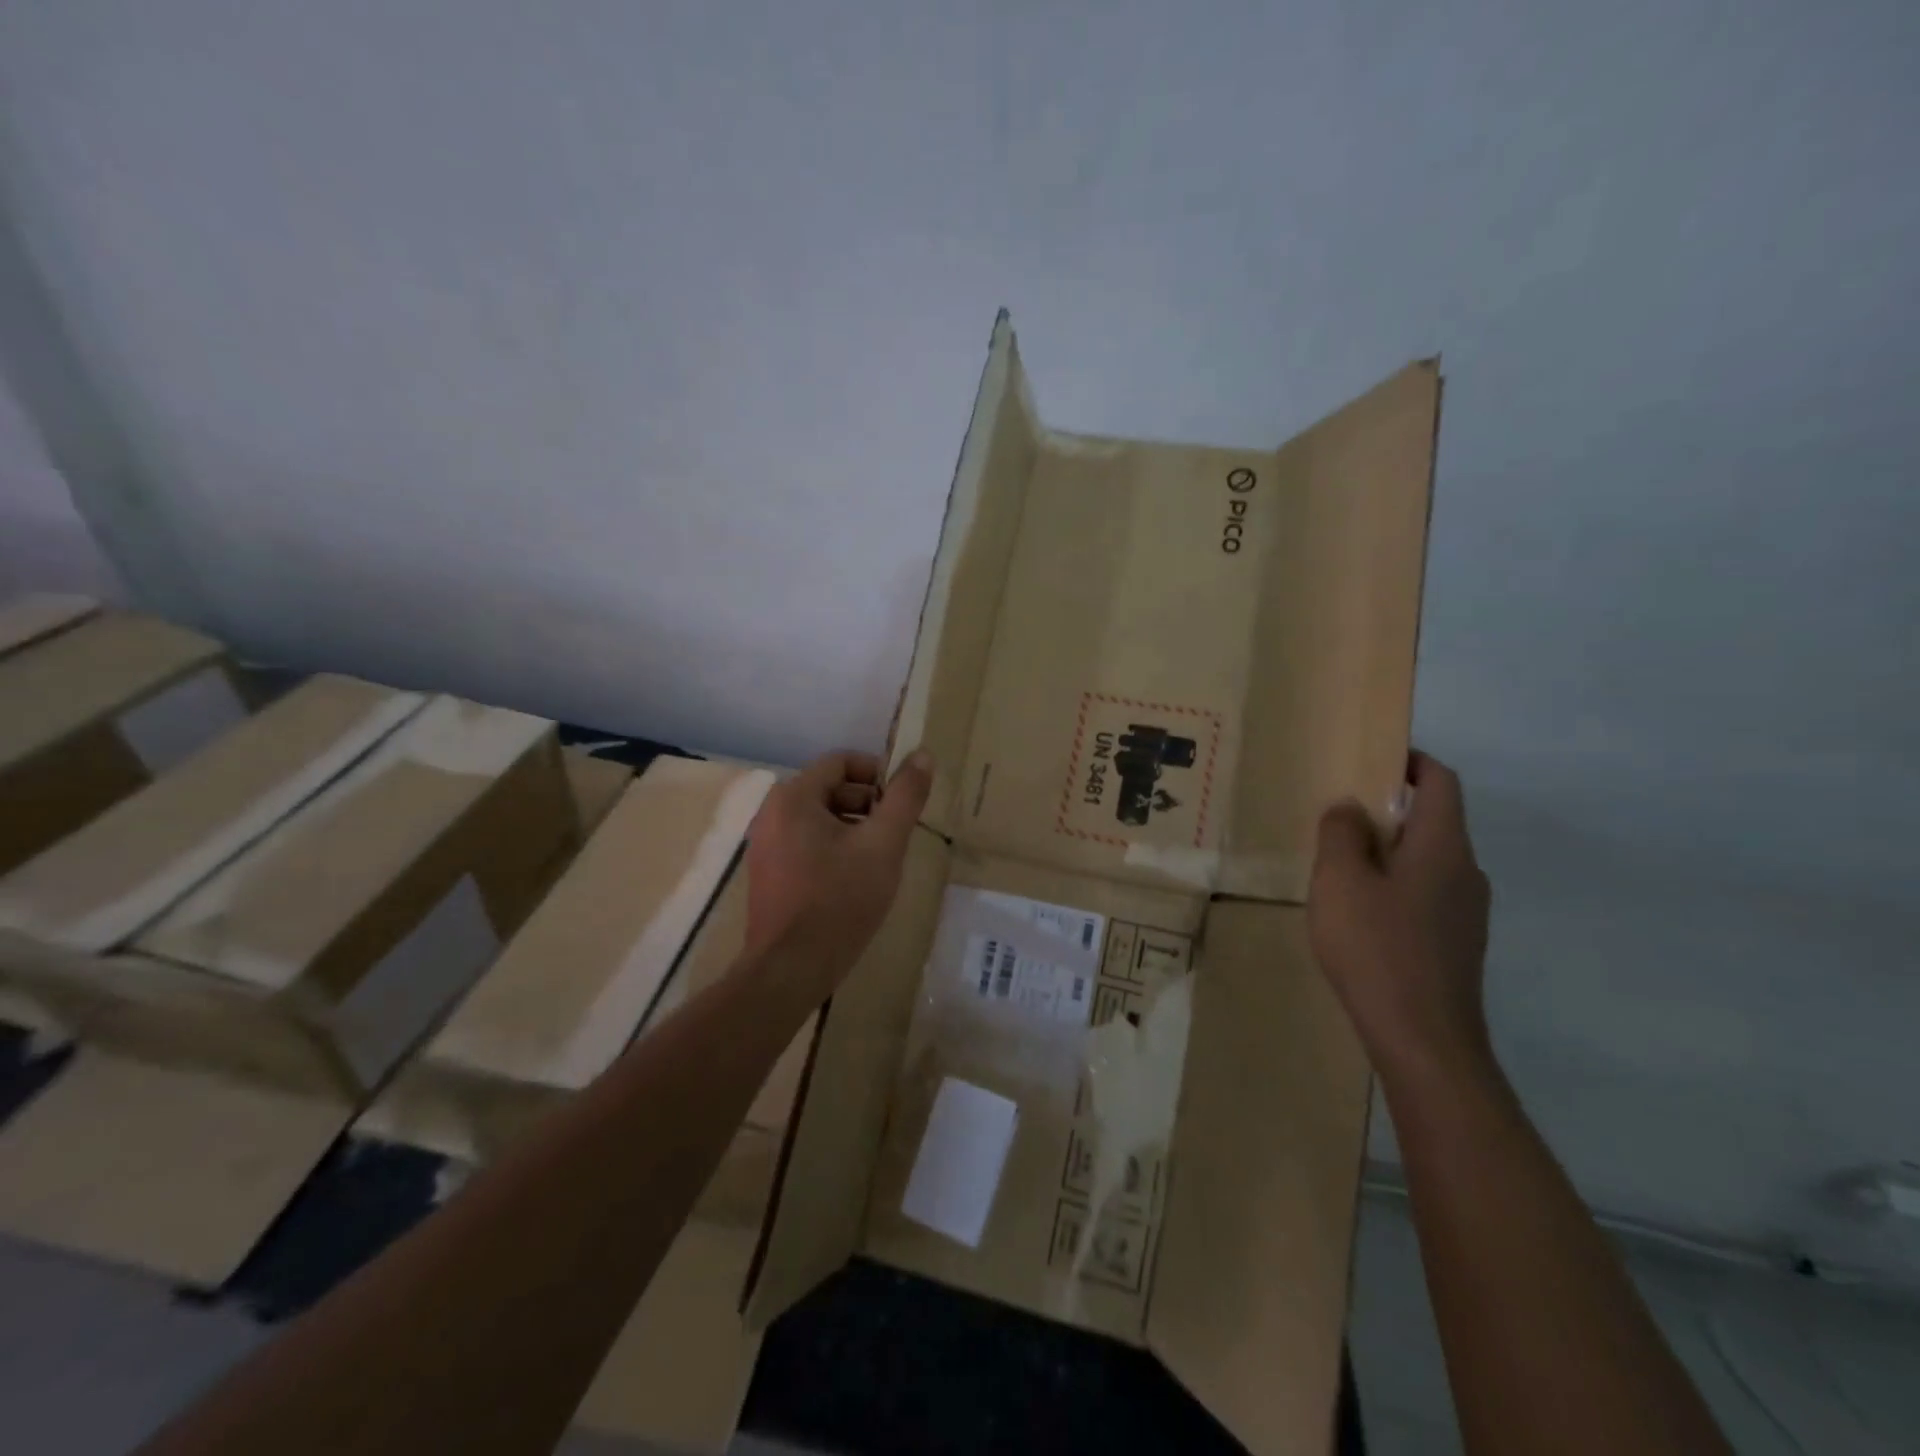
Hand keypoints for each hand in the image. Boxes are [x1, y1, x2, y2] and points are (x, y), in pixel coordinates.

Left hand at [743, 748, 933, 980]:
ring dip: (853, 828)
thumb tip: (922, 755)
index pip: (841, 762)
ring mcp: (764, 846)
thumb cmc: (840, 899)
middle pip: (829, 789)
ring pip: (819, 820)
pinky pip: (805, 844)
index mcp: (794, 797)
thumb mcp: (883, 844)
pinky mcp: (767, 875)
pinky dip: (833, 849)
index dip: (878, 774)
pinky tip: (855, 880)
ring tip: (880, 858)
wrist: (791, 969)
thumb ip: (905, 797)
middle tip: (896, 833)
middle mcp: (771, 813)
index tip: (904, 801)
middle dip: (867, 804)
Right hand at [1308, 751, 1493, 1090]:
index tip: (1371, 759)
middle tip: (1338, 814)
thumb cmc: (1377, 948)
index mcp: (1444, 847)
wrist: (1423, 1041)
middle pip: (1434, 821)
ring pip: (1427, 861)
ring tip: (1339, 865)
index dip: (1410, 762)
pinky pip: (1424, 895)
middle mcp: (1466, 872)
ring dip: (1388, 851)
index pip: (1441, 782)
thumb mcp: (1340, 880)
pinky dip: (1394, 886)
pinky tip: (1359, 913)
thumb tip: (1351, 807)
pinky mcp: (1456, 945)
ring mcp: (1466, 913)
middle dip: (1388, 809)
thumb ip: (1341, 833)